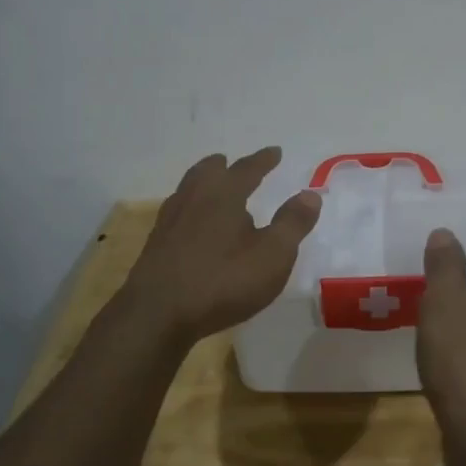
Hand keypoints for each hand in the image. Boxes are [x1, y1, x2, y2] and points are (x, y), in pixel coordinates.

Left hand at [123, 148, 321, 342]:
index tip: (275, 151)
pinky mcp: (155, 246)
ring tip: (211, 189)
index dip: (263, 160)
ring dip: (202, 184)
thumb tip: (311, 193)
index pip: (247, 169)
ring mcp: (170, 222)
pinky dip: (189, 209)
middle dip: (224, 166)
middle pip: (207, 172)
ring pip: (187, 190)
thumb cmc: (223, 281)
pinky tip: (192, 226)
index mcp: (224, 195)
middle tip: (231, 163)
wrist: (157, 314)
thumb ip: (293, 223)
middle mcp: (194, 199)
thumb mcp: (273, 255)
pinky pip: (176, 214)